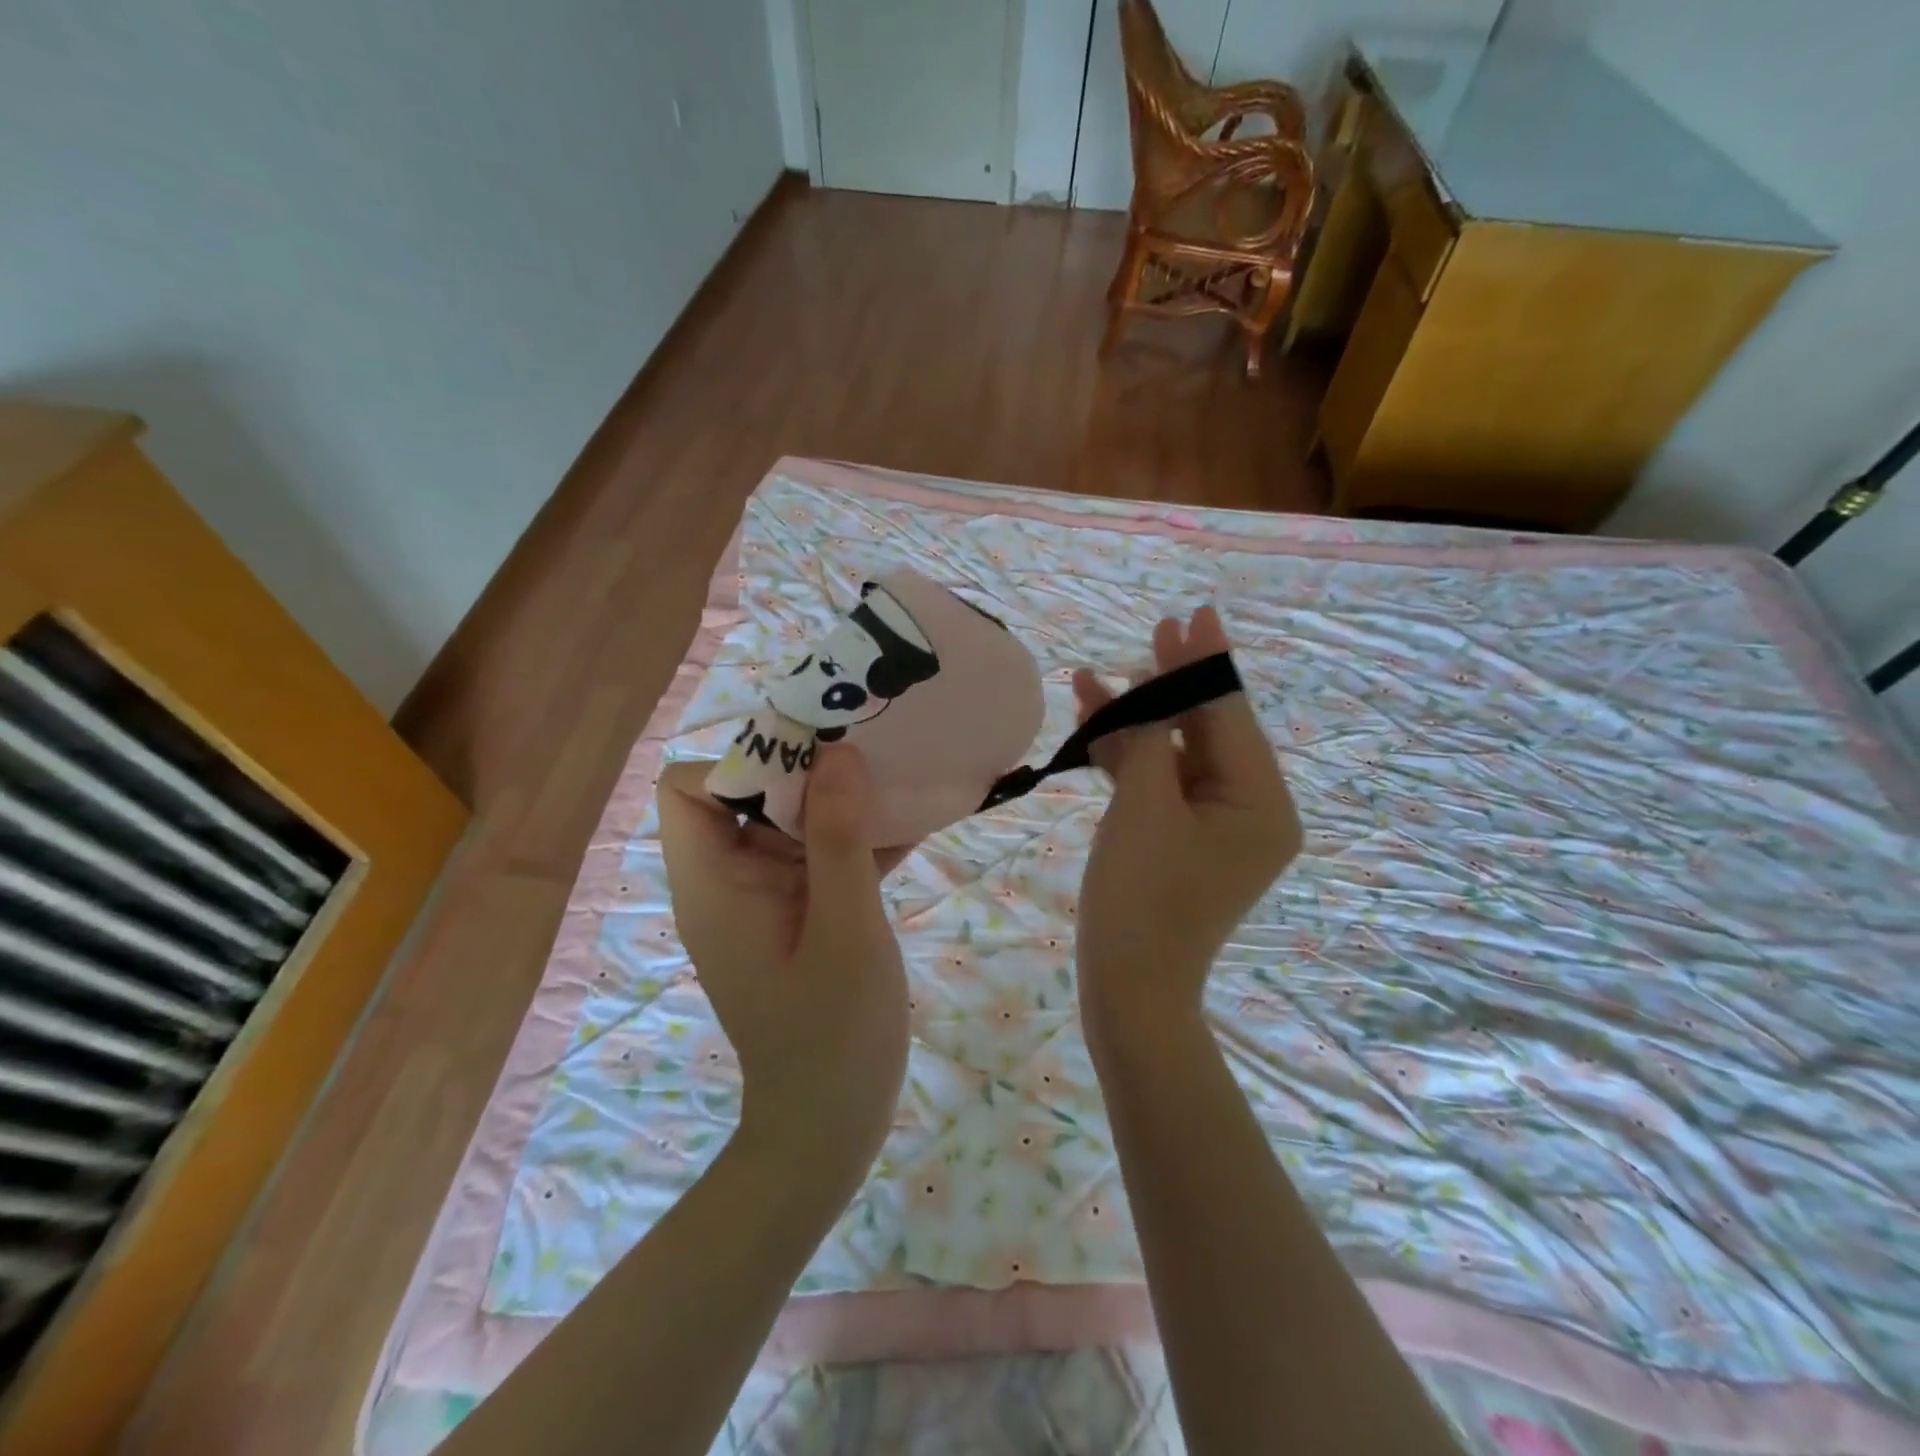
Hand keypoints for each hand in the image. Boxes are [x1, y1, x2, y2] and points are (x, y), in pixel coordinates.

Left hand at [656, 745, 911, 1180]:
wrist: (831, 1124)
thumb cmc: (833, 1032)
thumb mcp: (845, 928)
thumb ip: (839, 838)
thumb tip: (839, 753)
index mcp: (713, 882)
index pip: (688, 788)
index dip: (744, 762)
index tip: (814, 765)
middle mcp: (727, 881)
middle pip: (745, 794)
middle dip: (807, 771)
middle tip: (872, 762)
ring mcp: (763, 898)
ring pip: (788, 821)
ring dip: (840, 802)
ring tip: (899, 782)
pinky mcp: (797, 913)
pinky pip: (817, 857)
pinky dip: (855, 840)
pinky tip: (911, 827)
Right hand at [1072, 606, 1301, 1052]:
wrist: (1128, 990)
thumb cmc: (1141, 900)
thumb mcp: (1143, 809)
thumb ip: (1148, 741)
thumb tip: (1146, 695)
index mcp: (1261, 802)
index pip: (1230, 716)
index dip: (1206, 663)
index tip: (1196, 613)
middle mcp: (1250, 809)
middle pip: (1208, 729)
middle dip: (1174, 683)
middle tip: (1158, 629)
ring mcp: (1214, 825)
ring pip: (1176, 753)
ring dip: (1137, 719)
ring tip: (1098, 677)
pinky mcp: (1180, 838)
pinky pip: (1159, 783)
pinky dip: (1128, 756)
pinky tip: (1093, 723)